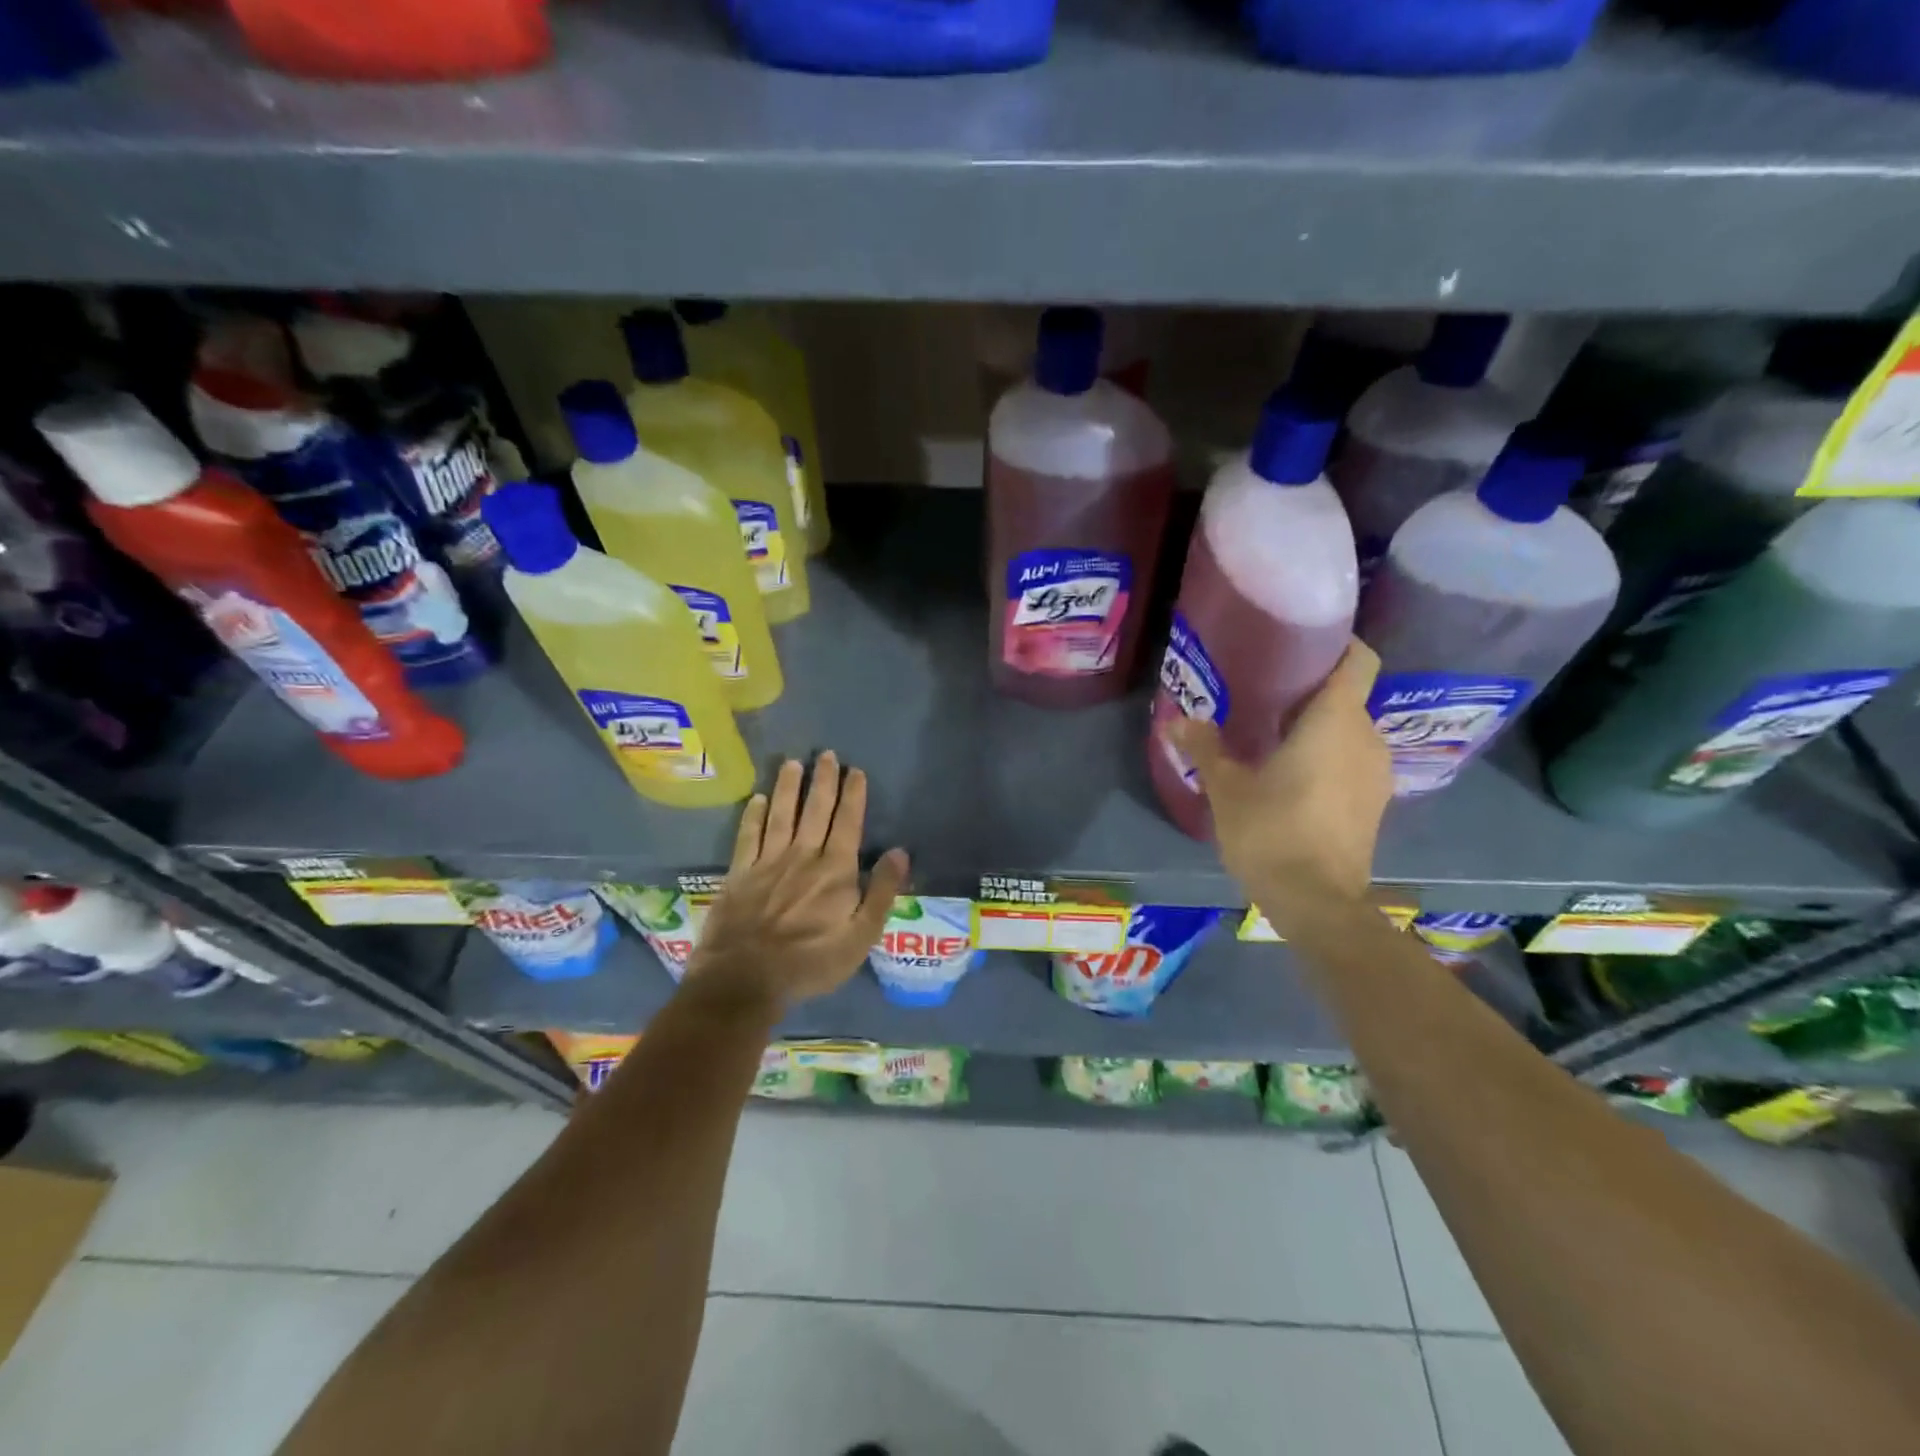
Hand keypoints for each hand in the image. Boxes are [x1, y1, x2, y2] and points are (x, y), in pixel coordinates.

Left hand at [682, 752, 909, 1016]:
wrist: (745, 979)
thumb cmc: (811, 962)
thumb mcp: (861, 937)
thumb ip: (882, 892)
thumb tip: (900, 852)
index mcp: (836, 870)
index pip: (848, 822)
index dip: (853, 795)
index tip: (856, 770)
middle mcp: (803, 855)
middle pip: (815, 810)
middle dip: (823, 781)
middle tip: (826, 755)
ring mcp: (768, 861)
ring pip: (781, 814)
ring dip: (788, 787)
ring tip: (793, 763)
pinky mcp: (740, 873)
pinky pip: (748, 835)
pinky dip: (753, 815)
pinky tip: (757, 799)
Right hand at [1166, 640, 1390, 932]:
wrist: (1317, 902)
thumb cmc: (1271, 832)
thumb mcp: (1226, 788)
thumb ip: (1204, 747)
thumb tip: (1178, 720)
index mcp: (1334, 721)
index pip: (1358, 659)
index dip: (1338, 643)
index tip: (1300, 645)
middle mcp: (1365, 738)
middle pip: (1347, 695)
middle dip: (1311, 690)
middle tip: (1265, 693)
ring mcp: (1376, 773)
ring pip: (1350, 730)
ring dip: (1318, 727)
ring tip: (1273, 735)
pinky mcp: (1375, 802)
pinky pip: (1352, 759)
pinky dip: (1328, 756)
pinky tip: (1292, 775)